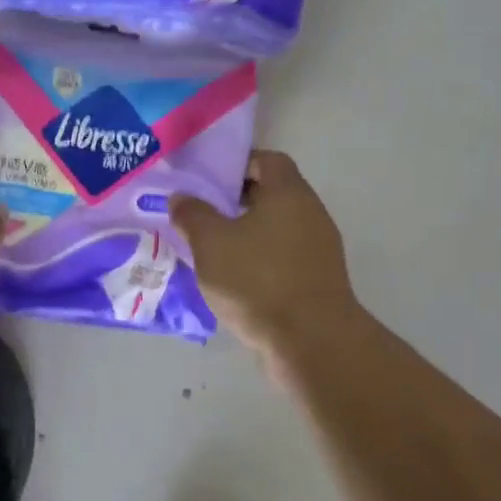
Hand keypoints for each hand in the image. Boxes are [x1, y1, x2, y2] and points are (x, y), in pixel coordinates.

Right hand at [170, 150, 361, 362]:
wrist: (311, 341)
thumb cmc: (258, 280)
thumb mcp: (211, 243)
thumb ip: (192, 214)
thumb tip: (182, 197)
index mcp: (288, 193)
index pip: (266, 159)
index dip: (236, 164)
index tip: (207, 181)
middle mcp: (310, 213)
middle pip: (271, 193)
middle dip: (235, 201)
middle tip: (201, 214)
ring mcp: (319, 248)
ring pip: (276, 227)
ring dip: (246, 233)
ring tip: (211, 249)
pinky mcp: (318, 279)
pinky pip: (283, 256)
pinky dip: (259, 259)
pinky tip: (234, 279)